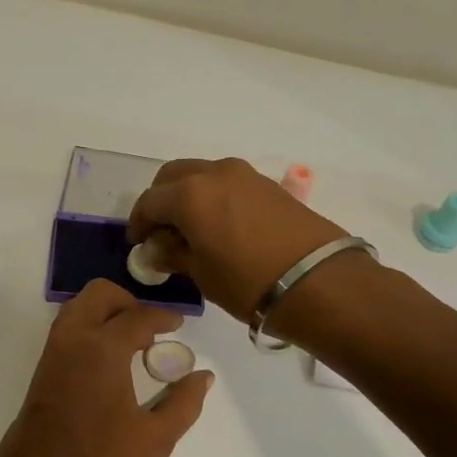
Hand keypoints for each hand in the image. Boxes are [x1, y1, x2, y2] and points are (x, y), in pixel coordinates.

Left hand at [0, 280, 212, 456]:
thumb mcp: (156, 439)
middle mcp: (73, 340)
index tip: (179, 324)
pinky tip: (109, 361)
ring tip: (131, 344)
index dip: (163, 317)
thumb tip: (203, 376)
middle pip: (99, 295)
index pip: (138, 316)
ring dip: (105, 313)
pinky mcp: (41, 370)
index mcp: (102, 349)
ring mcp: (52, 353)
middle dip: (128, 302)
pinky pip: (66, 330)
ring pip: (77, 308)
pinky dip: (88, 328)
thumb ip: (184, 402)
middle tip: (150, 329)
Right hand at [127, 158, 348, 320]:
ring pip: (201, 175)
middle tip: (160, 231)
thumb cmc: (247, 282)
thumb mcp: (201, 274)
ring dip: (187, 195)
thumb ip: (173, 254)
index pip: (150, 201)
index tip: (138, 244)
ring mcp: (245, 175)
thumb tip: (157, 248)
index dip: (139, 223)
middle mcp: (214, 173)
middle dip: (160, 200)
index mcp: (189, 194)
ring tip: (190, 229)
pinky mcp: (268, 184)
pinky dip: (212, 197)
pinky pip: (227, 183)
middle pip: (172, 176)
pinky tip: (218, 225)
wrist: (317, 281)